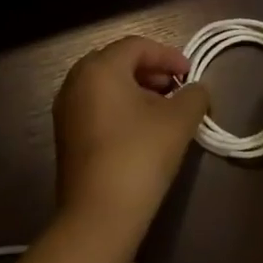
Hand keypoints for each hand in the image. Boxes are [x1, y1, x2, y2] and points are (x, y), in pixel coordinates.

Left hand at [53, 36, 209, 242]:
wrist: (99, 215)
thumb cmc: (140, 155)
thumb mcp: (179, 120)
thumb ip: (194, 95)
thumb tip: (196, 90)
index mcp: (100, 68)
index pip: (137, 46)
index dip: (168, 55)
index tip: (191, 74)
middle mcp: (76, 81)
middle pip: (118, 62)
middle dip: (151, 71)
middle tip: (177, 88)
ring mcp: (66, 109)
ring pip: (106, 85)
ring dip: (137, 90)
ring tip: (164, 110)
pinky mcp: (66, 135)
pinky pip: (96, 106)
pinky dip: (121, 107)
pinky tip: (142, 129)